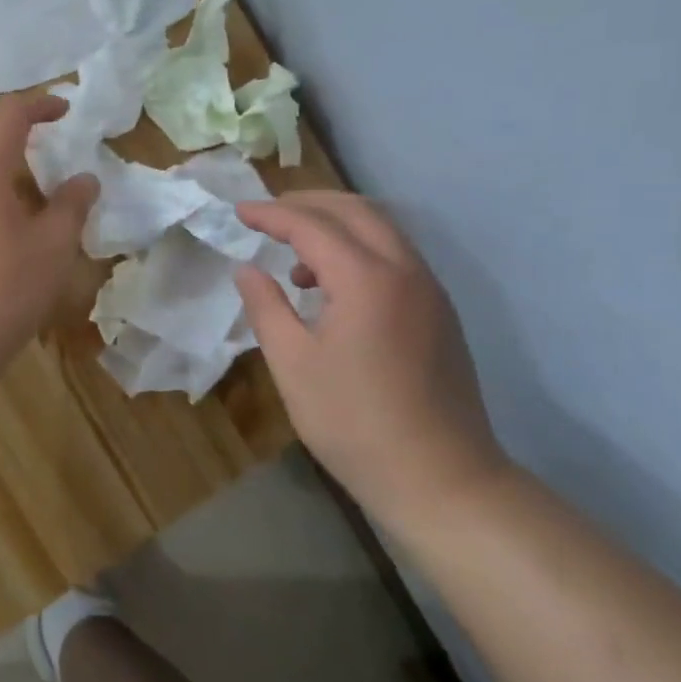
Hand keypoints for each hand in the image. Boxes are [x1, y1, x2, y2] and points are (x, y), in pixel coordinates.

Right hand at [234, 192, 510, 540]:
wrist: (442, 479)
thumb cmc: (355, 423)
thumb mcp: (293, 365)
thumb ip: (266, 307)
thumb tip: (247, 269)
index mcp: (365, 278)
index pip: (310, 224)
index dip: (270, 214)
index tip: (238, 212)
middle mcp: (404, 269)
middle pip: (354, 210)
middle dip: (307, 203)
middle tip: (267, 216)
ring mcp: (429, 289)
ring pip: (380, 228)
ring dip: (335, 224)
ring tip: (295, 257)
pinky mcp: (439, 311)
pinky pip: (395, 255)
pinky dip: (359, 249)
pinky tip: (334, 287)